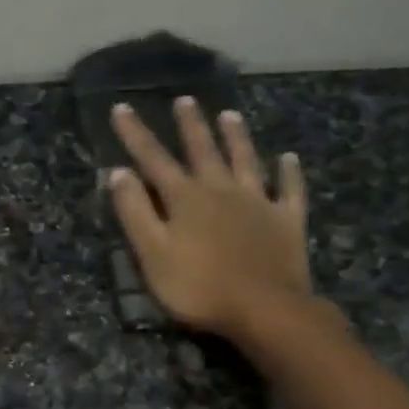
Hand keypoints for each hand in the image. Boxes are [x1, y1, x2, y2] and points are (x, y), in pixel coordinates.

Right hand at [107, 98, 315, 342]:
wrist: (265, 309)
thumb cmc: (199, 287)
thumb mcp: (153, 253)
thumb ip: (135, 212)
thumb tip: (119, 172)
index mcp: (185, 198)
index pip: (153, 158)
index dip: (135, 133)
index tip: (122, 107)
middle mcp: (221, 190)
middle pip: (203, 150)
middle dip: (191, 125)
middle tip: (185, 99)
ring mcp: (258, 202)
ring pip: (246, 160)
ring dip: (237, 137)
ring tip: (230, 114)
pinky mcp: (287, 221)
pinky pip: (290, 190)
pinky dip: (289, 173)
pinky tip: (289, 158)